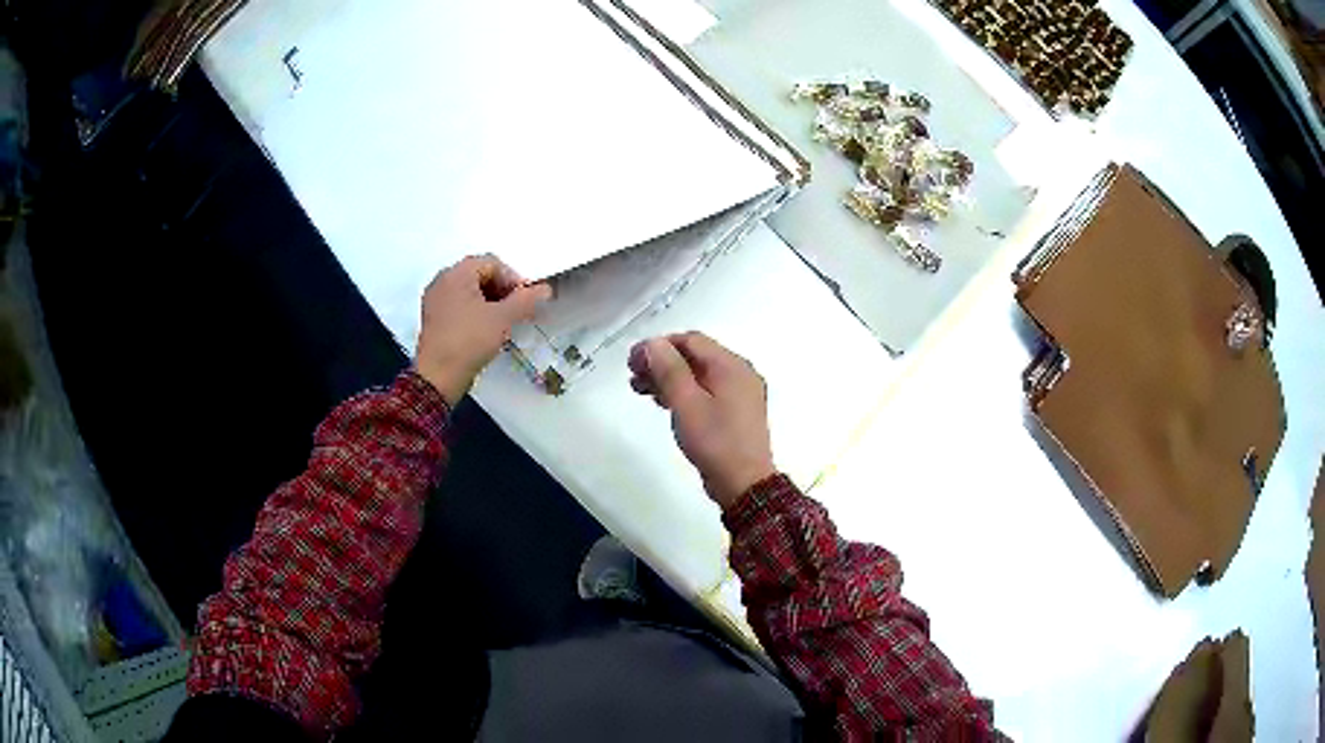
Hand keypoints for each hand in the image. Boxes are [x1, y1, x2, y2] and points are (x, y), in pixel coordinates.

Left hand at [416, 255, 551, 404]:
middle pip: (480, 275)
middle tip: (518, 311)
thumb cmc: (469, 340)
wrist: (438, 376)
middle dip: (503, 290)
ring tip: (505, 322)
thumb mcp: (502, 318)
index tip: (526, 301)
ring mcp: (435, 299)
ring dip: (491, 302)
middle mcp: (443, 280)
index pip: (492, 263)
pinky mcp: (433, 318)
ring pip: (470, 291)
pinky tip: (486, 330)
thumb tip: (545, 289)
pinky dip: (476, 311)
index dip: (513, 279)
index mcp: (457, 273)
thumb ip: (525, 300)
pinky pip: (459, 305)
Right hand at [629, 332, 775, 509]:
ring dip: (669, 378)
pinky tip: (664, 403)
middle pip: (695, 356)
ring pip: (699, 374)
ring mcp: (740, 393)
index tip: (632, 361)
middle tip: (633, 376)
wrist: (743, 484)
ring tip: (641, 390)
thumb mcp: (686, 403)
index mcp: (731, 365)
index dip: (658, 346)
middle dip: (662, 362)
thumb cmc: (714, 441)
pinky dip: (683, 392)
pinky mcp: (735, 412)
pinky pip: (706, 391)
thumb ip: (669, 369)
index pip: (691, 340)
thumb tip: (654, 343)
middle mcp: (739, 373)